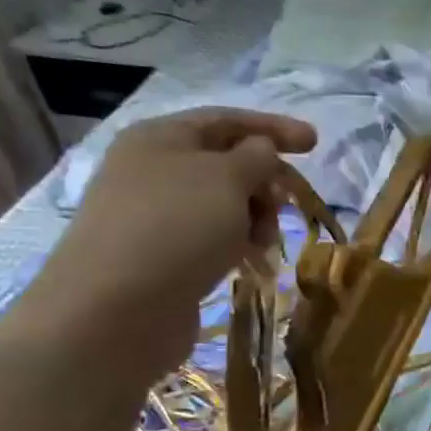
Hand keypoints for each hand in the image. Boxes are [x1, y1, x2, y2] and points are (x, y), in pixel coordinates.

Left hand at [11, 108, 315, 378]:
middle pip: (226, 163)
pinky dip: (236, 243)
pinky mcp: (159, 255)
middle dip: (264, 181)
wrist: (115, 309)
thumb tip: (262, 151)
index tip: (315, 143)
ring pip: (222, 204)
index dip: (274, 128)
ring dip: (254, 218)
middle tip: (288, 205)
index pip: (227, 120)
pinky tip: (249, 262)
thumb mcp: (227, 178)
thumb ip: (256, 156)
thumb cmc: (176, 228)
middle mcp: (152, 169)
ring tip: (265, 243)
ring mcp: (153, 214)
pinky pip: (210, 237)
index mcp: (161, 137)